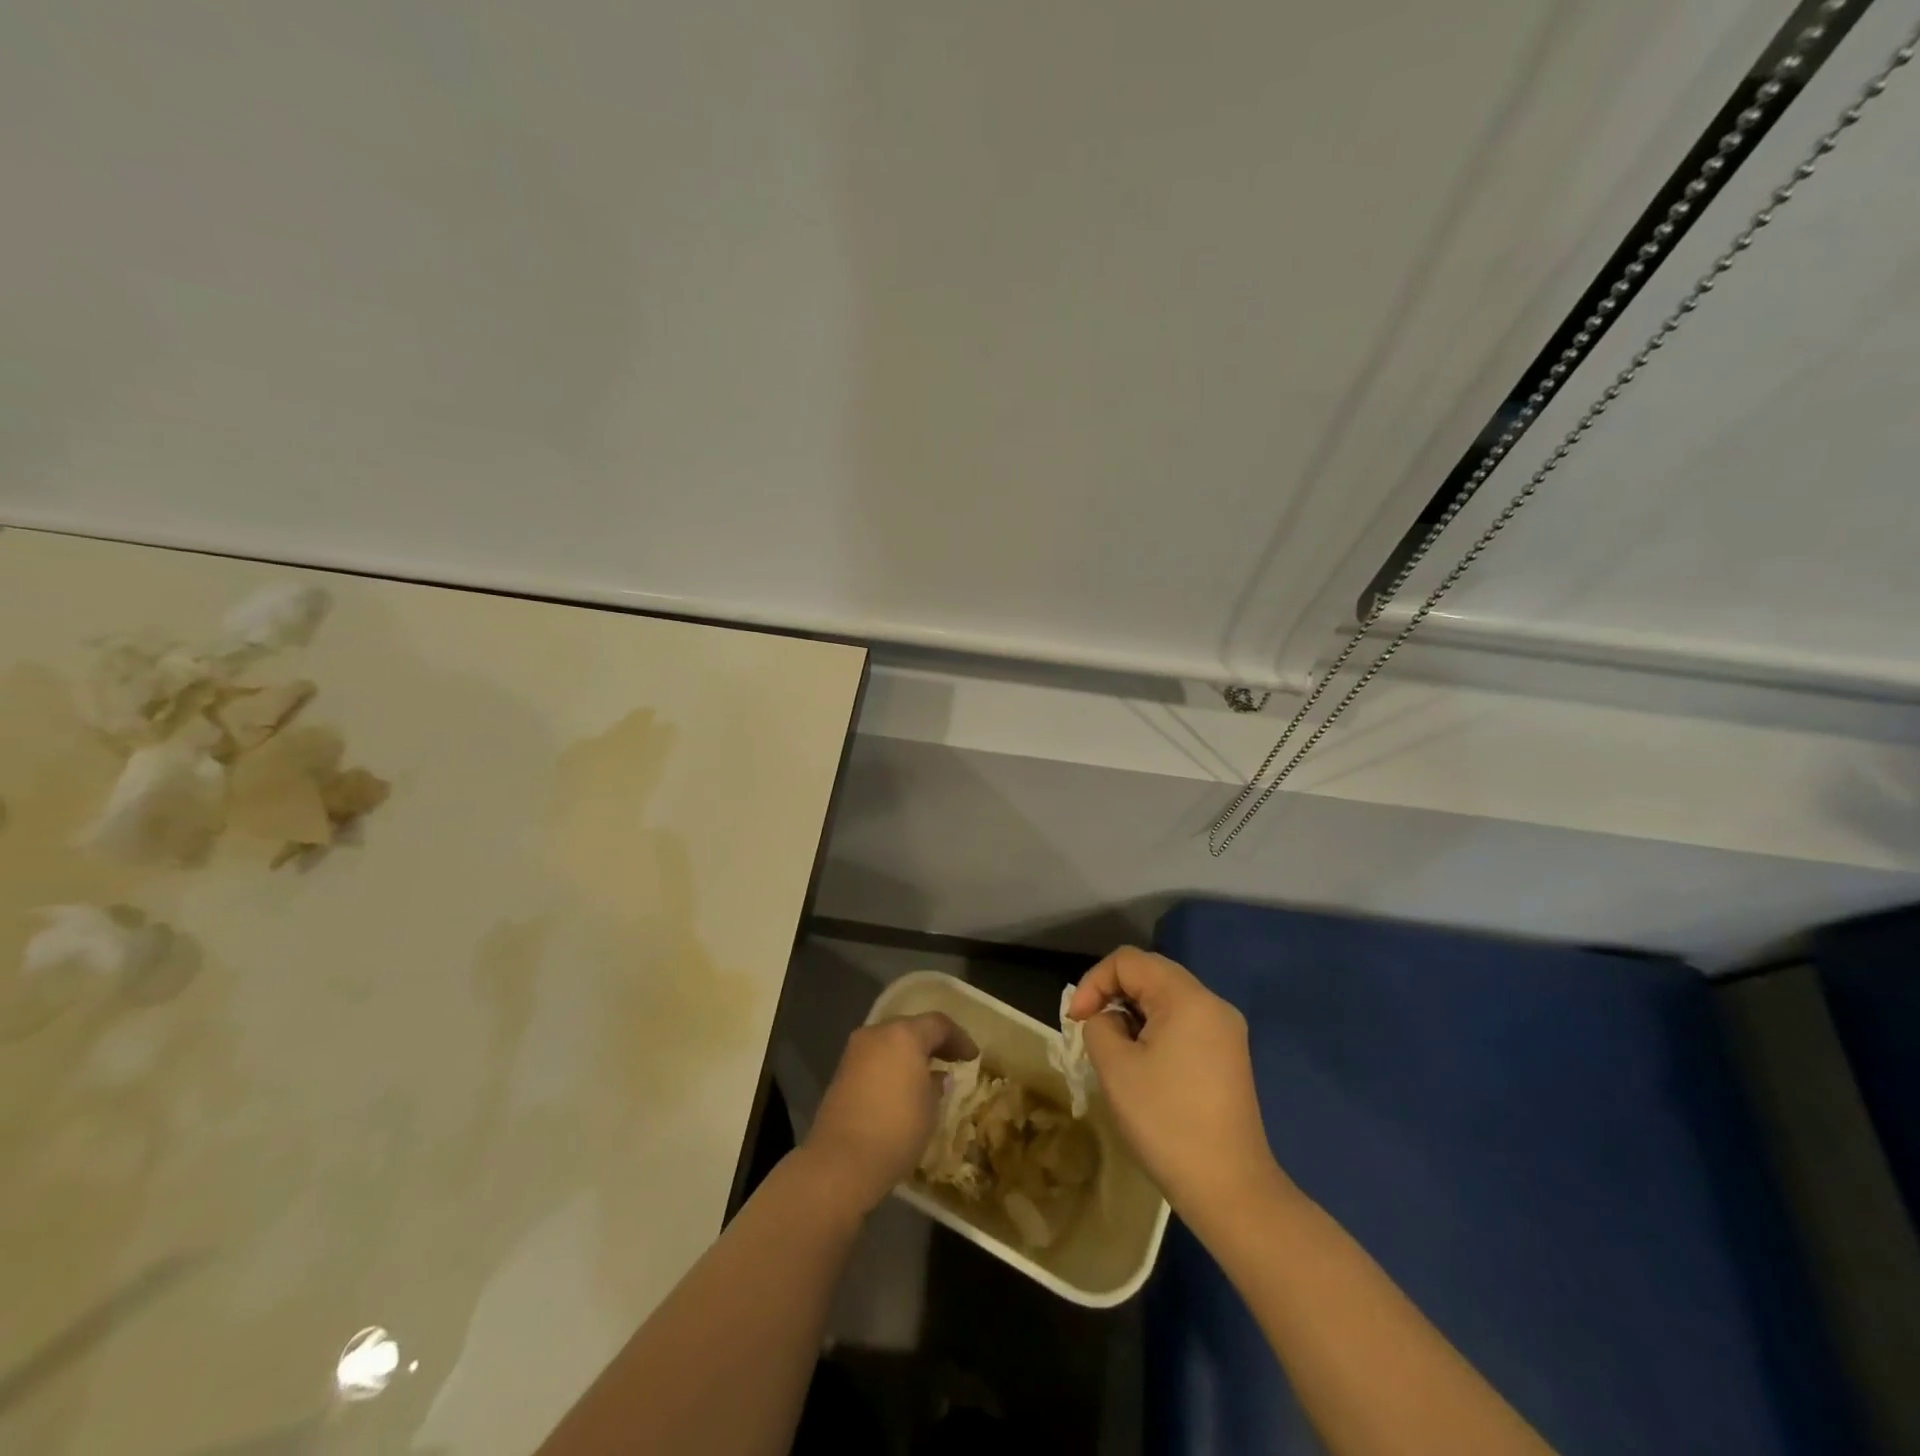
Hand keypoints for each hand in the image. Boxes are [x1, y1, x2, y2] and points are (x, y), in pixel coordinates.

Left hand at [800, 1012, 977, 1215]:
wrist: (841, 1162)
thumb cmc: (897, 1130)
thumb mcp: (930, 1109)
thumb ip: (937, 1085)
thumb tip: (936, 1077)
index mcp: (904, 1034)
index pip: (938, 1024)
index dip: (959, 1038)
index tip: (972, 1057)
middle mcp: (877, 1033)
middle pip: (911, 1028)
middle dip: (932, 1043)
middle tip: (951, 1060)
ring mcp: (855, 1051)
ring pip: (890, 1043)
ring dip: (910, 1054)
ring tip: (927, 1076)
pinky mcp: (841, 1072)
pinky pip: (874, 1059)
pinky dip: (891, 1066)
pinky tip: (901, 1087)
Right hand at [1069, 947, 1281, 1218]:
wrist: (1230, 1190)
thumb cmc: (1167, 1123)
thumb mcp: (1116, 1068)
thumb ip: (1100, 1026)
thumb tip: (1108, 1020)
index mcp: (1187, 998)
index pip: (1128, 960)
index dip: (1094, 982)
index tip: (1076, 1021)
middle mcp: (1212, 1004)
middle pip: (1151, 973)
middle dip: (1113, 994)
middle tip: (1090, 1030)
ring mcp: (1226, 1030)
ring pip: (1166, 998)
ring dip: (1133, 1013)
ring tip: (1115, 1051)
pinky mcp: (1229, 1056)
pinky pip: (1183, 1022)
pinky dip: (1155, 1029)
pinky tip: (1144, 1065)